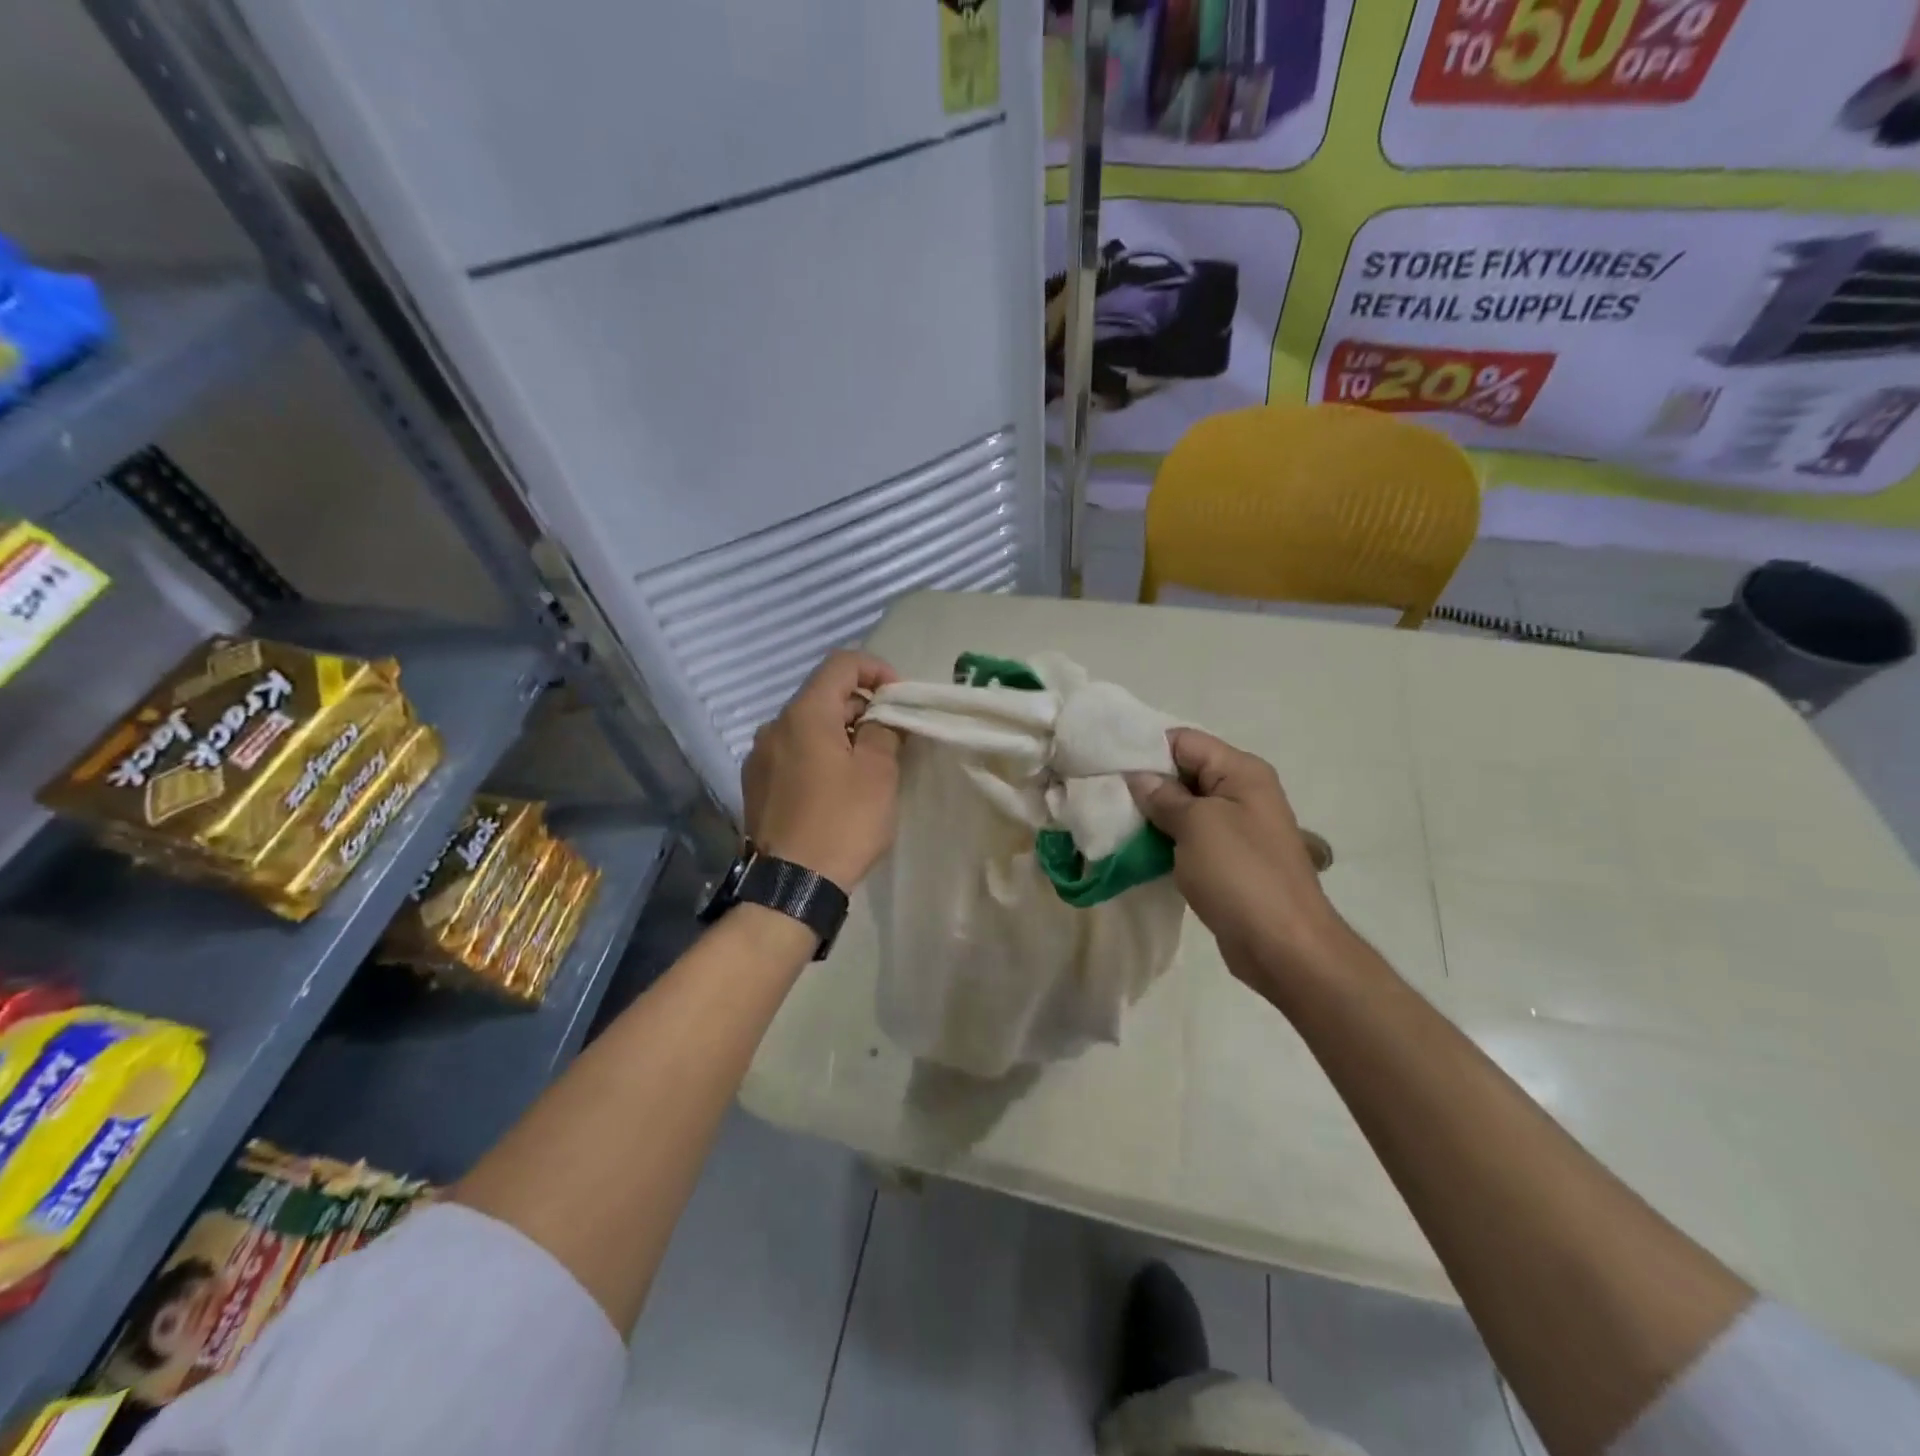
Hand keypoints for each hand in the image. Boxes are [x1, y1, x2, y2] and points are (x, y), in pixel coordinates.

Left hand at [744, 650, 902, 888]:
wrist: (791, 886)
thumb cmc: (842, 822)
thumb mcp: (878, 773)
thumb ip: (884, 730)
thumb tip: (882, 716)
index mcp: (804, 714)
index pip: (841, 663)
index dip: (876, 669)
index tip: (899, 698)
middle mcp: (774, 726)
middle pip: (823, 695)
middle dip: (861, 707)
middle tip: (892, 737)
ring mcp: (759, 756)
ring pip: (807, 727)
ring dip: (840, 733)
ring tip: (866, 765)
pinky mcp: (755, 784)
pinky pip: (792, 753)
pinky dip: (818, 755)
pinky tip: (835, 788)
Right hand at [1127, 729, 1343, 993]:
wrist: (1284, 948)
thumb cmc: (1241, 875)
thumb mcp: (1197, 826)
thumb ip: (1164, 796)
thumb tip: (1138, 778)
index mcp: (1241, 772)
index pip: (1184, 741)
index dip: (1144, 749)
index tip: (1106, 764)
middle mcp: (1242, 793)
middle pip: (1183, 772)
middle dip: (1145, 782)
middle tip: (1102, 794)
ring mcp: (1236, 829)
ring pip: (1184, 808)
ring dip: (1152, 815)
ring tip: (1111, 821)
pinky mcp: (1228, 861)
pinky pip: (1189, 838)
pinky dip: (1164, 840)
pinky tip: (1136, 849)